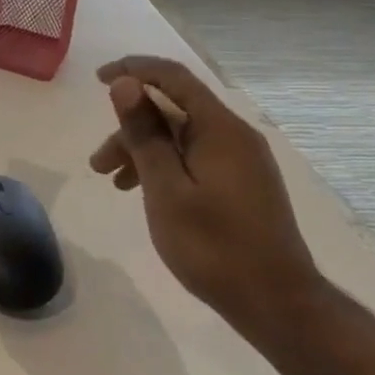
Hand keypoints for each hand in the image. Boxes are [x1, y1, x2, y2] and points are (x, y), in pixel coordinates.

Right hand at [89, 56, 321, 329]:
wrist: (277, 305)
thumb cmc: (214, 246)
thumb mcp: (166, 189)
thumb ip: (144, 133)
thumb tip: (125, 83)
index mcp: (220, 129)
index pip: (173, 77)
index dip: (133, 70)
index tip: (97, 79)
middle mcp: (234, 135)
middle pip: (173, 110)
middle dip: (130, 126)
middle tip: (98, 160)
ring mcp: (241, 160)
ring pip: (181, 137)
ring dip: (142, 150)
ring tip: (111, 181)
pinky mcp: (242, 183)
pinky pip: (194, 157)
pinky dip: (164, 166)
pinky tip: (143, 192)